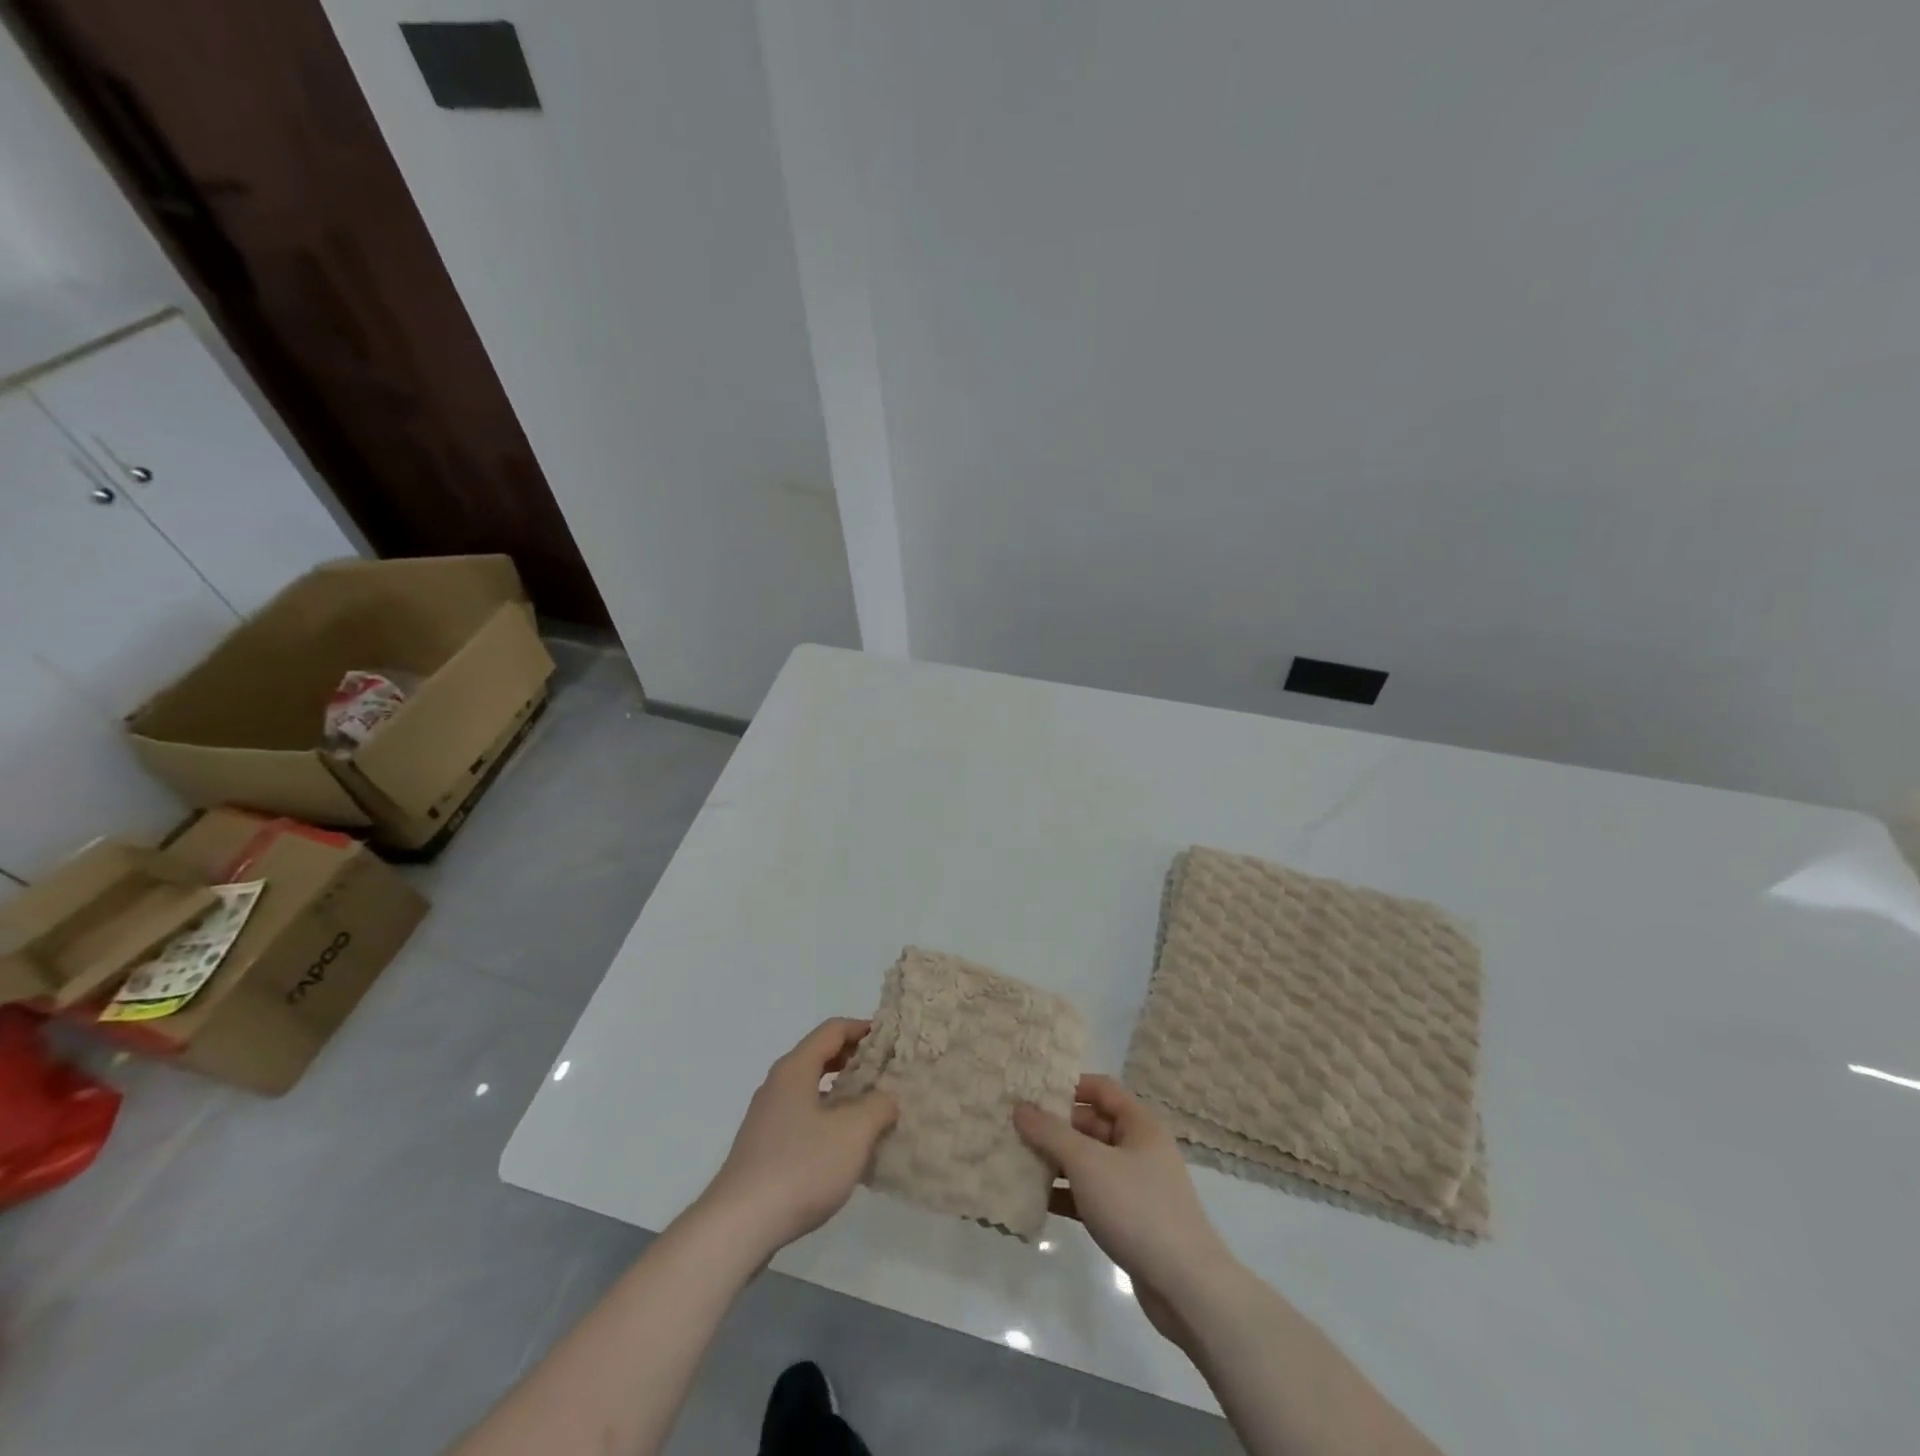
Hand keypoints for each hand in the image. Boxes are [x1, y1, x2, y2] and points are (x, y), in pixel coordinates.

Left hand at [699, 1018, 898, 1257]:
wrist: (739, 1225)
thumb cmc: (800, 1167)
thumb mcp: (853, 1133)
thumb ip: (878, 1107)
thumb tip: (886, 1098)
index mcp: (795, 1069)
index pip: (832, 1030)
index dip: (862, 1029)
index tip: (890, 1039)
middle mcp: (777, 1084)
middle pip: (819, 1056)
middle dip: (854, 1059)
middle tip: (885, 1071)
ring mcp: (766, 1117)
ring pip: (810, 1088)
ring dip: (841, 1091)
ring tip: (871, 1108)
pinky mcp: (763, 1147)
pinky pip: (801, 1116)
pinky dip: (826, 1116)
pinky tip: (843, 1145)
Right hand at [1014, 1075, 1235, 1345]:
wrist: (1186, 1287)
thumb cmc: (1137, 1208)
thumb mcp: (1088, 1164)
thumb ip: (1051, 1133)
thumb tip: (1020, 1107)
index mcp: (1139, 1124)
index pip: (1100, 1089)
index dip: (1068, 1085)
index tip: (1032, 1090)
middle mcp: (1139, 1148)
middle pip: (1091, 1125)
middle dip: (1055, 1126)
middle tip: (1015, 1127)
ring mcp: (1135, 1185)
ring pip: (1089, 1162)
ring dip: (1056, 1161)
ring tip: (1016, 1160)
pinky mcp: (1129, 1219)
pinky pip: (1091, 1195)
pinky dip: (1067, 1194)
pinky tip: (1036, 1200)